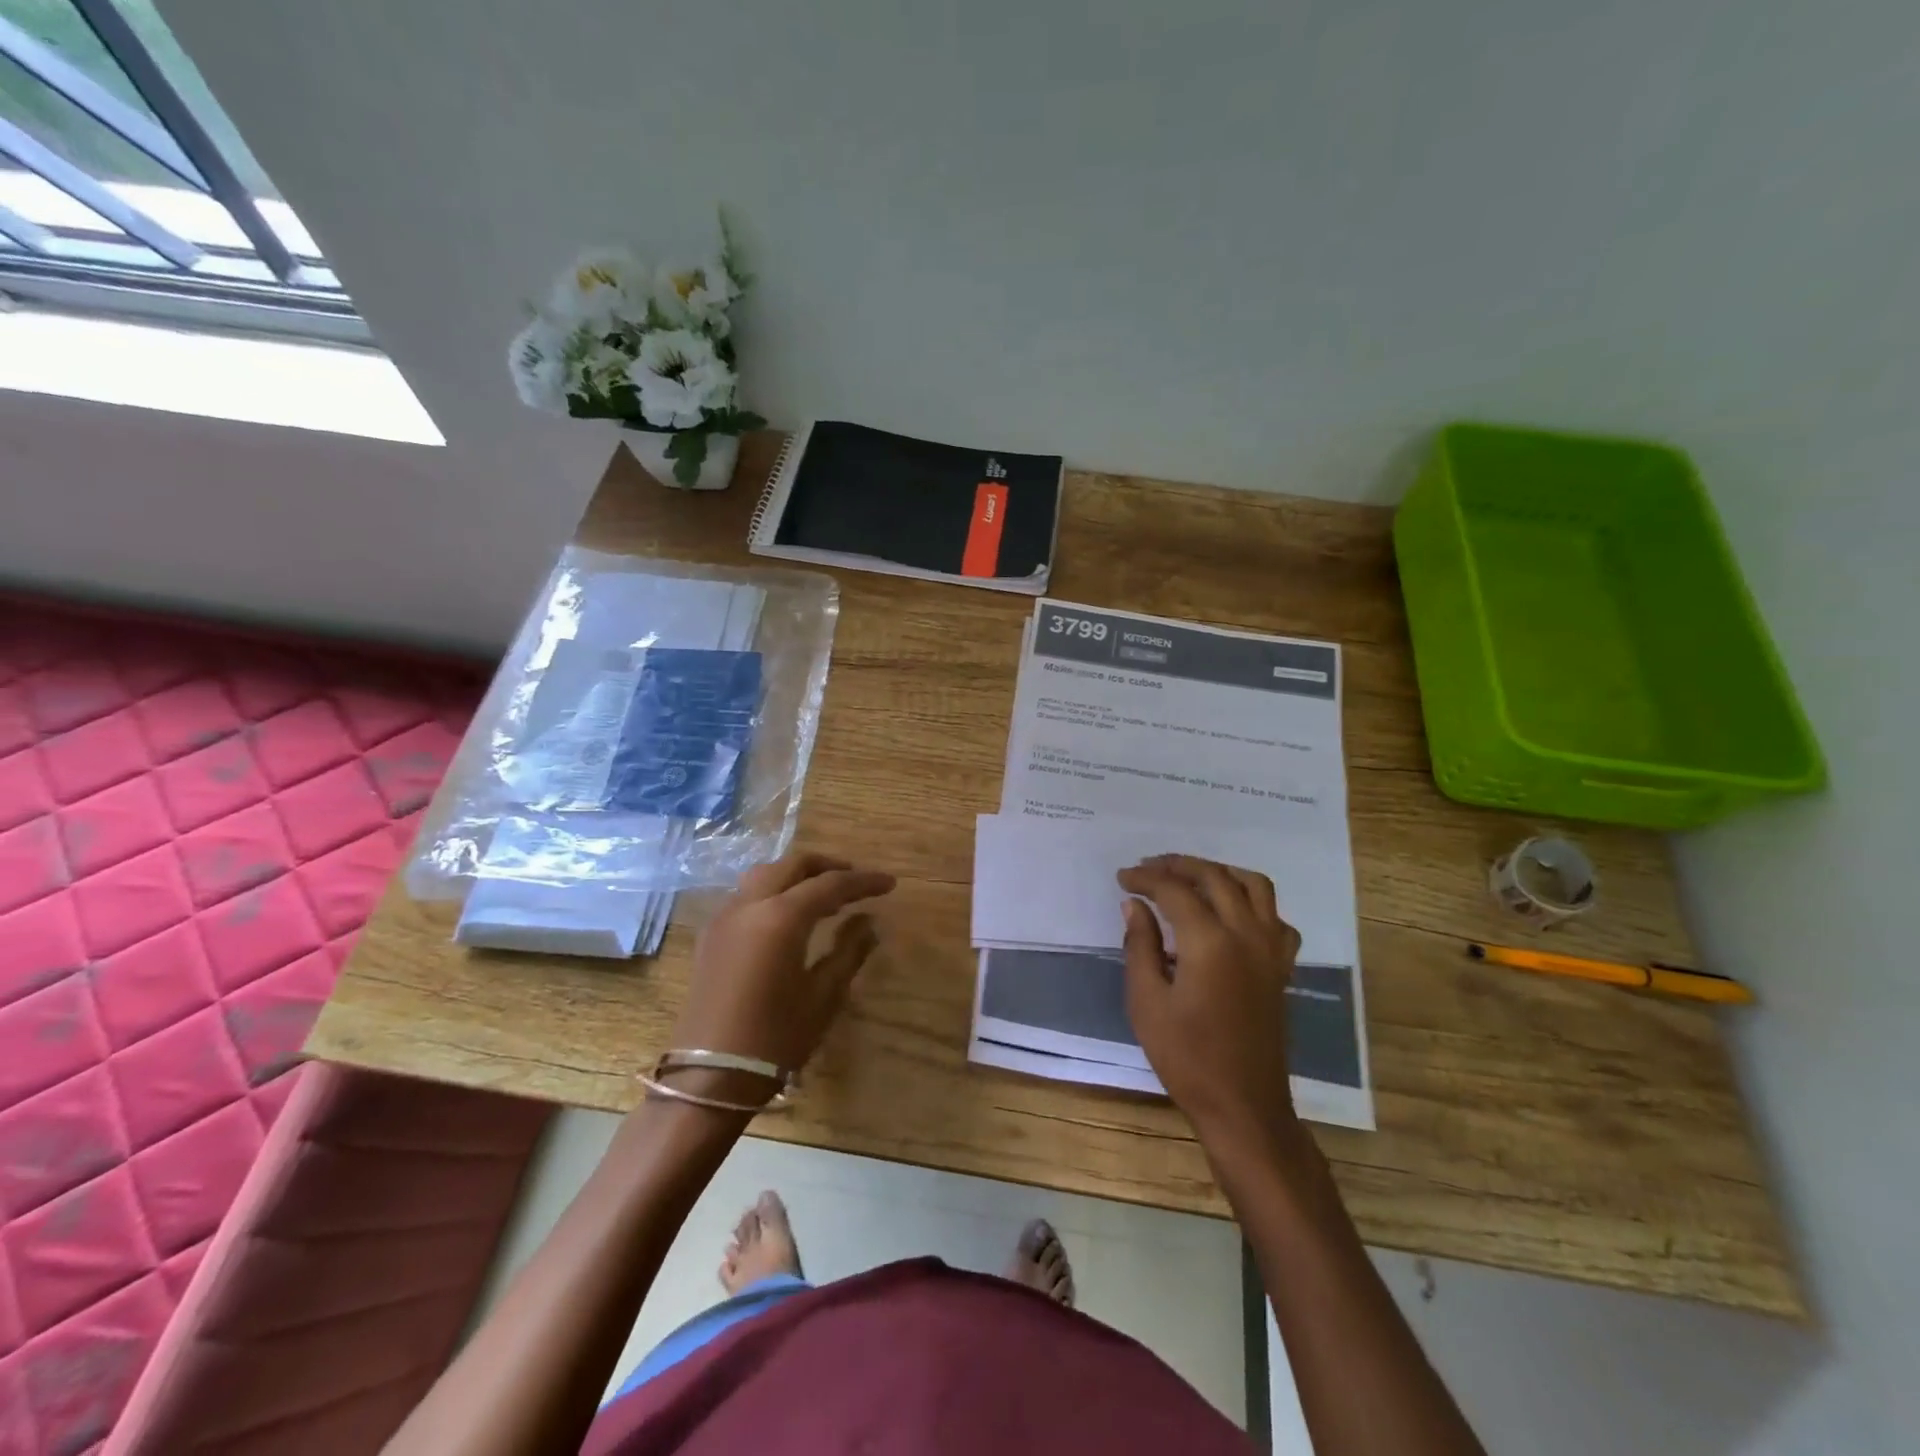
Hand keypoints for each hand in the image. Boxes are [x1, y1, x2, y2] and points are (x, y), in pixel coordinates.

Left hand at [666, 852, 895, 1104]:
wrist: (708, 1078)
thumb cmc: (774, 1039)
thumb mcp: (823, 996)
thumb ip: (849, 950)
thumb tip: (869, 922)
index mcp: (780, 917)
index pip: (830, 884)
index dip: (863, 881)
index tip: (890, 883)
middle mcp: (749, 904)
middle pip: (793, 865)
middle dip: (828, 866)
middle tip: (856, 880)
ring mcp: (725, 917)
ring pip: (766, 874)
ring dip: (798, 875)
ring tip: (825, 896)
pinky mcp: (712, 934)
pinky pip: (747, 894)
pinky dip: (775, 890)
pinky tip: (790, 915)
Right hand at [1117, 855, 1303, 1154]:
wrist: (1242, 1104)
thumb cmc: (1186, 1057)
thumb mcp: (1146, 1001)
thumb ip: (1140, 945)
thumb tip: (1134, 905)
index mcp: (1210, 942)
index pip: (1174, 890)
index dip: (1145, 879)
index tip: (1122, 878)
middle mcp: (1246, 934)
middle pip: (1215, 877)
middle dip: (1179, 865)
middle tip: (1149, 868)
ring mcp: (1271, 950)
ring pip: (1255, 886)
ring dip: (1220, 872)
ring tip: (1191, 877)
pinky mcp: (1281, 967)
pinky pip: (1275, 918)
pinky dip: (1253, 903)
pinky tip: (1231, 914)